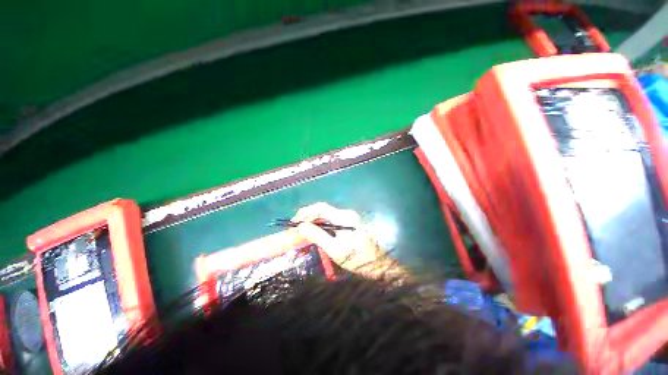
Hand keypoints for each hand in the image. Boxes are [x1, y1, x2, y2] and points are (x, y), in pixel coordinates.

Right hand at [292, 203, 382, 273]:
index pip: (321, 208)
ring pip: (326, 216)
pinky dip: (321, 226)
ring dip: (314, 222)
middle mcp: (346, 214)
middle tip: (296, 229)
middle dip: (308, 218)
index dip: (306, 212)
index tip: (294, 221)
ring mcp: (348, 218)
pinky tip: (315, 234)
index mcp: (344, 217)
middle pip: (323, 211)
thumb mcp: (335, 249)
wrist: (378, 265)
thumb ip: (318, 236)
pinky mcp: (349, 224)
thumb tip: (301, 226)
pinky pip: (332, 221)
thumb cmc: (357, 259)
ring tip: (302, 232)